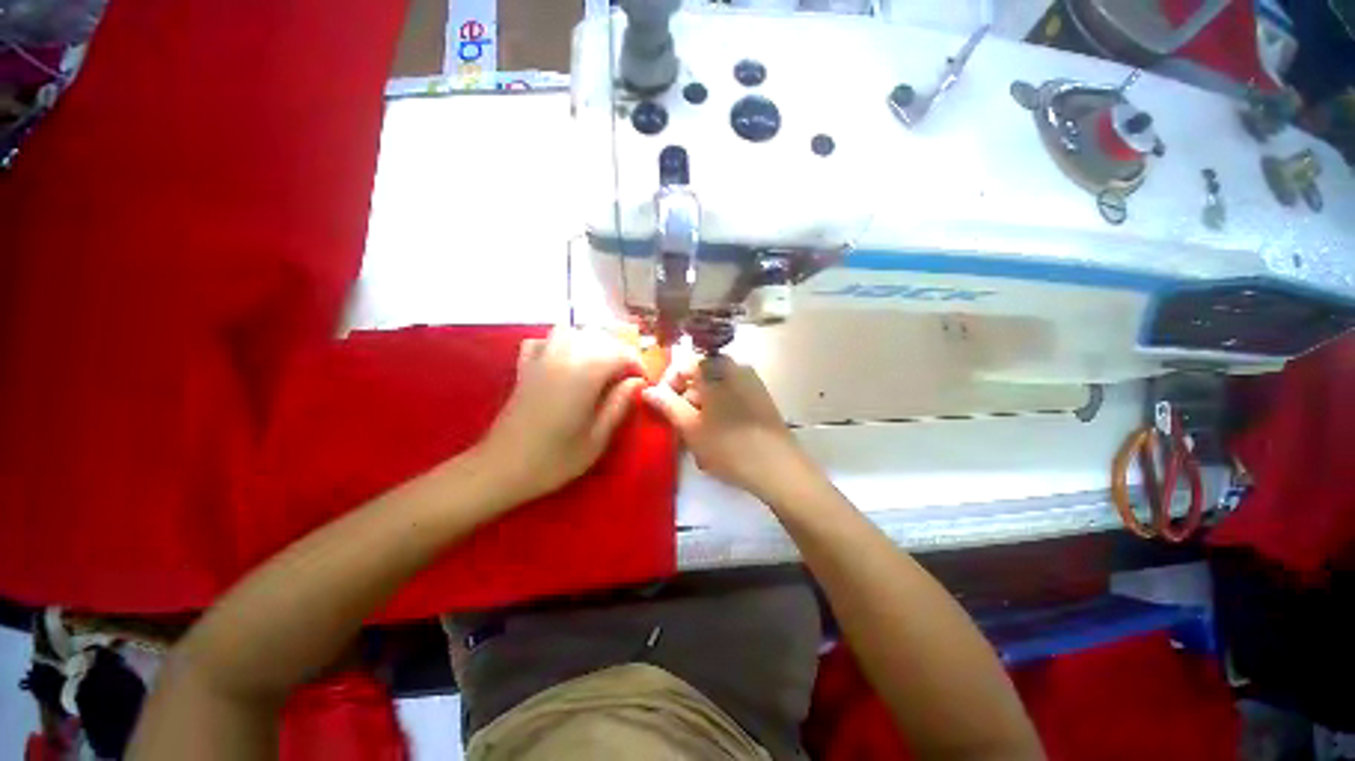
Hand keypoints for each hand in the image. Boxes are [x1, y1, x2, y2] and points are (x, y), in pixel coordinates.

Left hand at [478, 327, 644, 502]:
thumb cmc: (553, 460)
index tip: (643, 383)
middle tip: (626, 377)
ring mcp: (540, 359)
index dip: (637, 365)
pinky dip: (559, 344)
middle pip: (599, 338)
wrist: (500, 469)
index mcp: (584, 374)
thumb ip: (619, 405)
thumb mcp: (596, 439)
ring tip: (600, 366)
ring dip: (591, 344)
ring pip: (572, 332)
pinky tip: (565, 361)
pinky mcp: (524, 367)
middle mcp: (563, 357)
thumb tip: (637, 382)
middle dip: (618, 353)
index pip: (620, 353)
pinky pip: (544, 341)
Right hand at [641, 354, 804, 499]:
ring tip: (699, 438)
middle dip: (686, 400)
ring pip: (716, 389)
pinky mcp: (762, 398)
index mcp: (715, 369)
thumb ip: (667, 405)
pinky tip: (720, 436)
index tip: (662, 408)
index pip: (682, 365)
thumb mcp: (691, 427)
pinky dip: (720, 411)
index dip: (668, 385)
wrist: (778, 468)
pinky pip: (732, 397)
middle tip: (681, 427)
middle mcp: (735, 367)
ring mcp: (751, 382)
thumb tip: (647, 390)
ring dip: (702, 408)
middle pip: (700, 377)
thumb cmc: (728, 446)